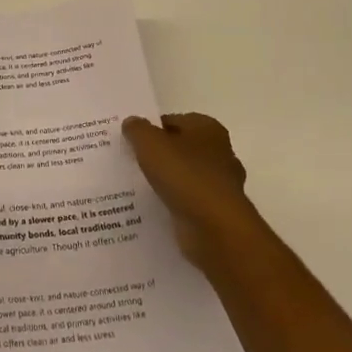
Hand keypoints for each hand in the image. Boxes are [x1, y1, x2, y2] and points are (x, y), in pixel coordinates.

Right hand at [122, 112, 258, 265]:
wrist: (216, 230)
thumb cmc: (185, 176)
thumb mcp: (150, 144)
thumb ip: (137, 129)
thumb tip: (131, 122)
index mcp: (208, 128)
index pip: (173, 121)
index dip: (151, 129)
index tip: (130, 140)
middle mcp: (220, 152)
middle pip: (181, 148)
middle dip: (159, 155)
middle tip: (131, 161)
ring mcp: (221, 185)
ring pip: (185, 176)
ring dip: (167, 181)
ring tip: (137, 186)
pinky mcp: (218, 212)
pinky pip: (189, 201)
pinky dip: (174, 203)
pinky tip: (155, 207)